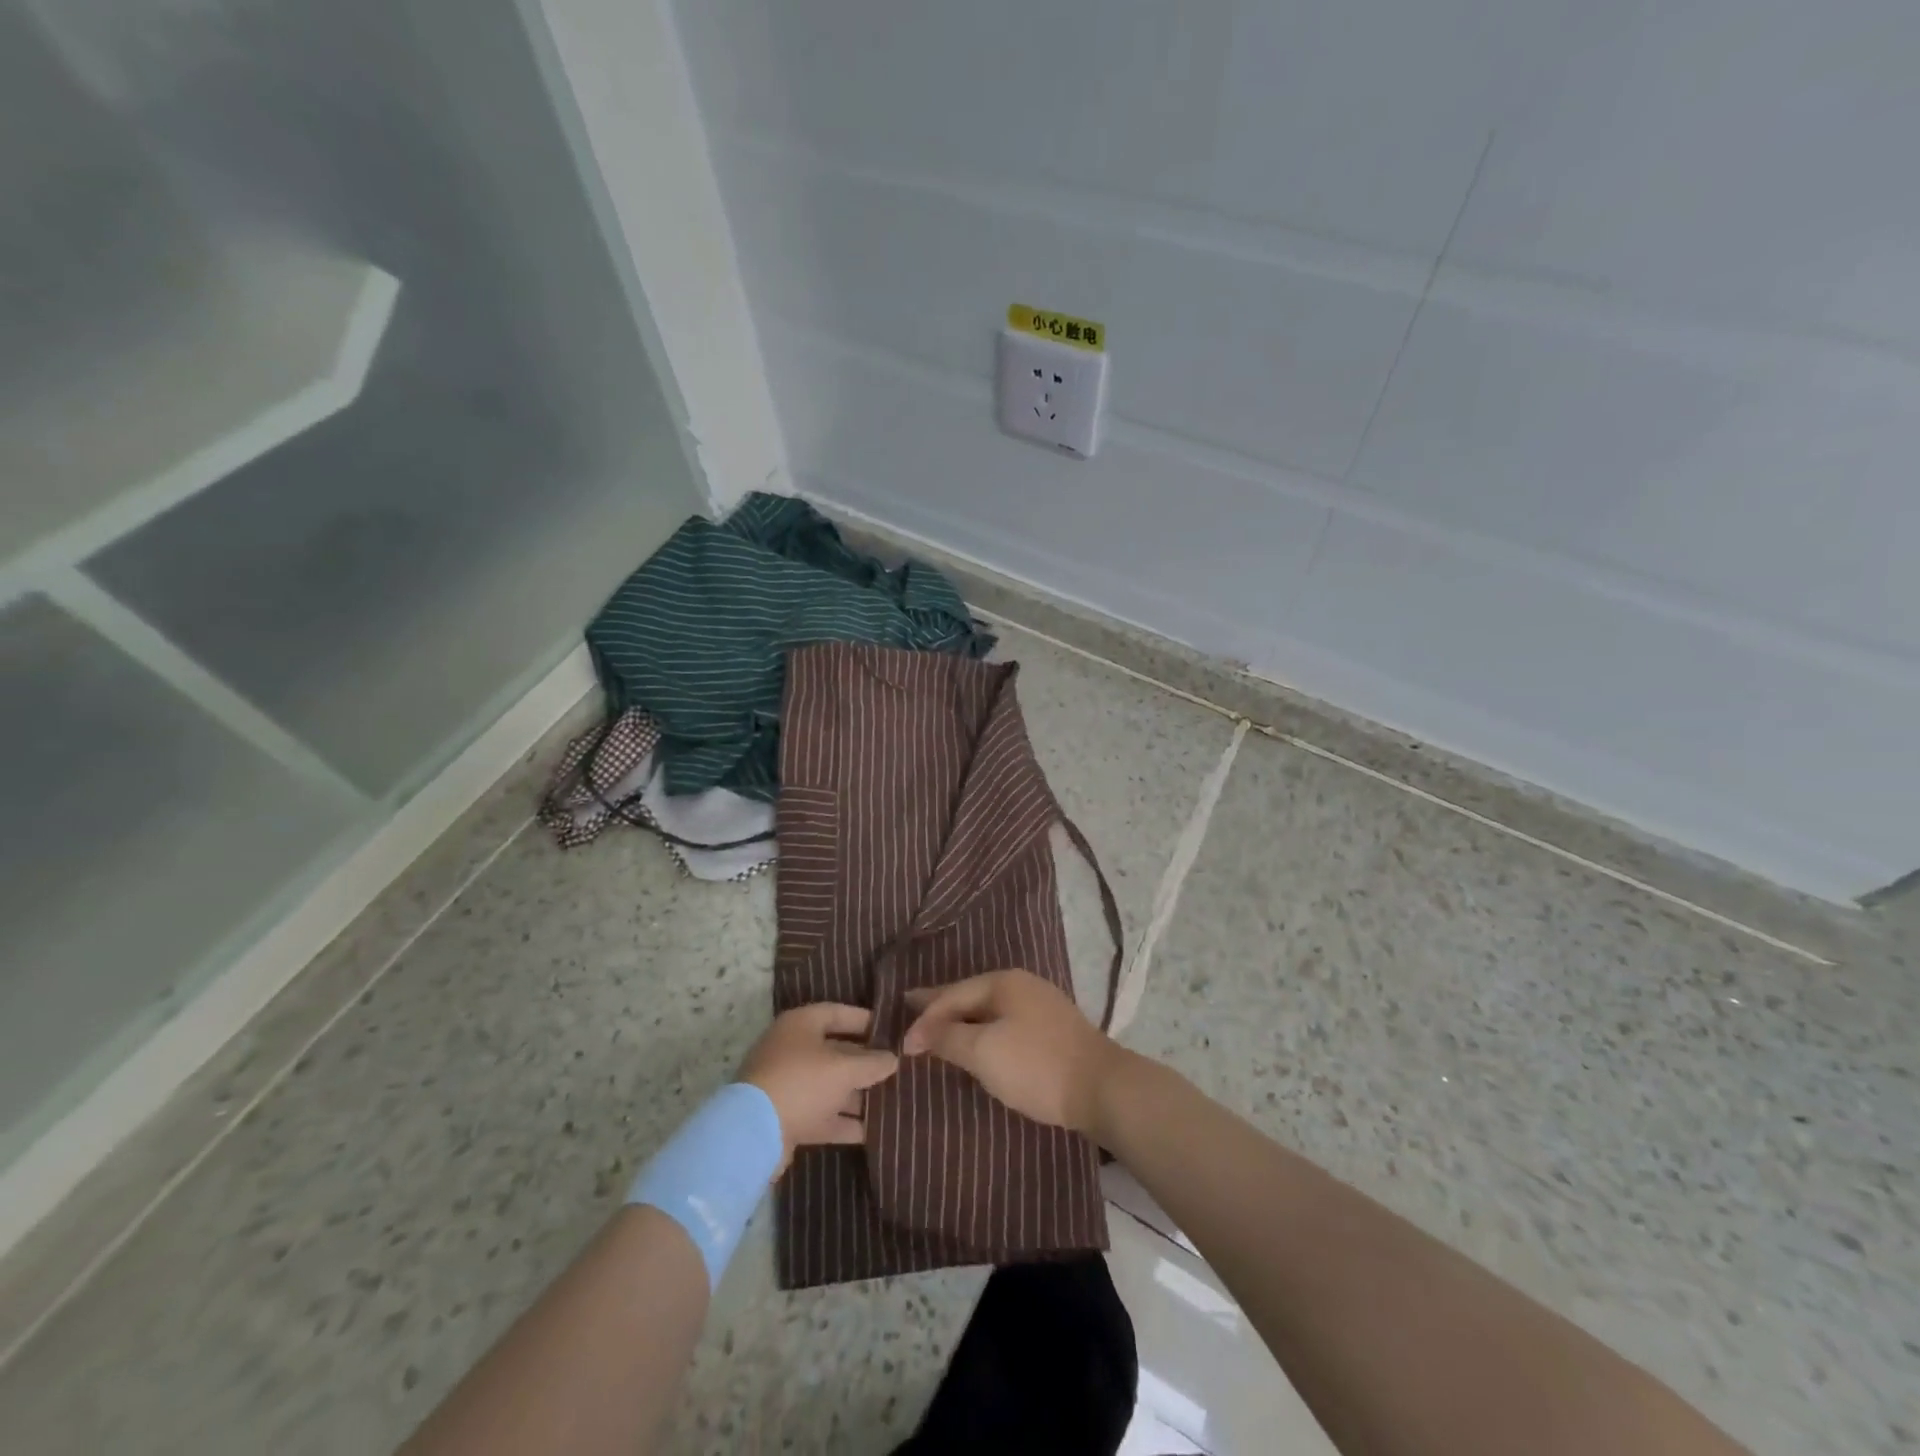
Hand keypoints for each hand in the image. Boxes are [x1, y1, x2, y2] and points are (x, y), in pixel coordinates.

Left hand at [738, 1004, 898, 1173]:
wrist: (753, 1134)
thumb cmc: (802, 1083)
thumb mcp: (844, 1069)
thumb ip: (872, 1063)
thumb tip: (893, 1058)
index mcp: (801, 1025)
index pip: (838, 1013)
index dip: (865, 1020)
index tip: (891, 1030)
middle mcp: (792, 1050)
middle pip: (836, 1051)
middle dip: (865, 1062)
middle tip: (897, 1068)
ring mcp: (788, 1085)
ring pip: (830, 1085)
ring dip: (858, 1094)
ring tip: (892, 1100)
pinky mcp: (788, 1117)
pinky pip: (822, 1114)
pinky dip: (844, 1121)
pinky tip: (872, 1131)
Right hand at [901, 970, 1121, 1135]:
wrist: (1102, 1088)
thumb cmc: (1036, 1065)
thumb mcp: (984, 1053)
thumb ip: (948, 1038)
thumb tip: (920, 1031)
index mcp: (1004, 982)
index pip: (952, 995)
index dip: (925, 1017)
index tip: (902, 1043)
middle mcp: (1022, 985)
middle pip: (970, 995)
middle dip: (940, 1006)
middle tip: (910, 1008)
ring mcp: (1040, 1005)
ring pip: (989, 1010)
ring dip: (962, 1020)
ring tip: (937, 1028)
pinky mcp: (1052, 1030)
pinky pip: (1004, 1023)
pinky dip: (983, 1030)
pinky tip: (977, 1041)